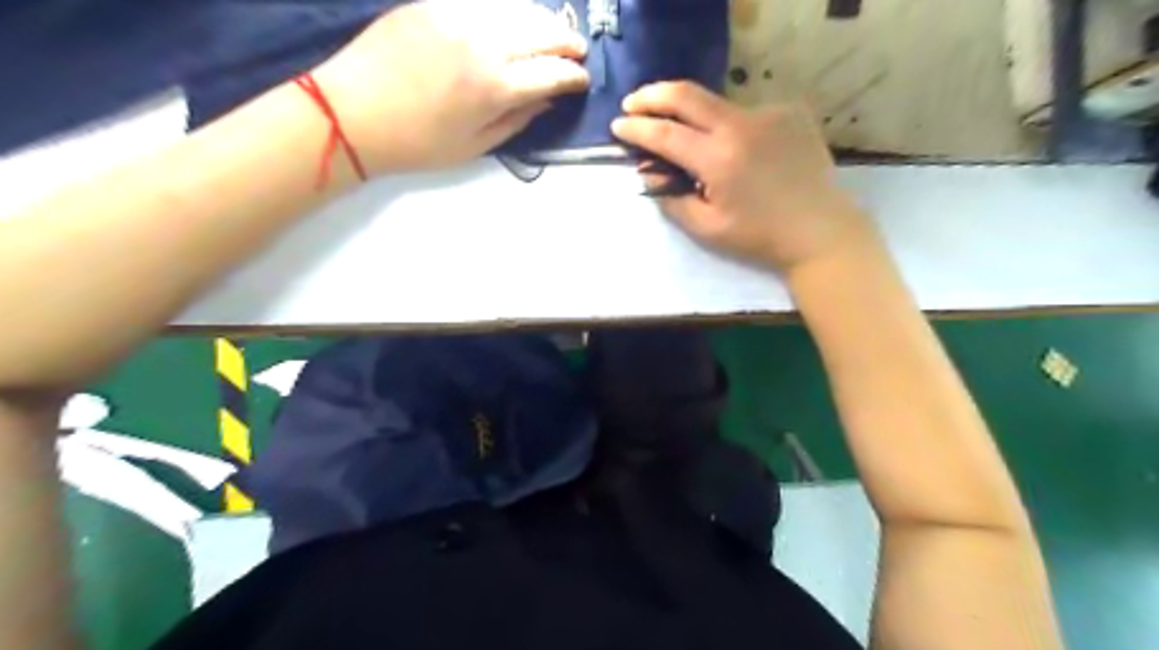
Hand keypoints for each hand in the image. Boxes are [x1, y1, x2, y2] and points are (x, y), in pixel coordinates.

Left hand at [314, 0, 588, 170]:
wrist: (352, 113)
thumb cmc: (417, 143)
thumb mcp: (475, 146)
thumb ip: (517, 120)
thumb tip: (546, 100)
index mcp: (495, 87)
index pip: (552, 74)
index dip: (574, 77)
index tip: (583, 81)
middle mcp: (484, 43)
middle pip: (542, 33)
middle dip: (567, 43)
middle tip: (577, 51)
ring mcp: (458, 15)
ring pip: (517, 9)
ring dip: (542, 21)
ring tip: (552, 33)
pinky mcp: (434, 2)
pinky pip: (486, 0)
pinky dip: (509, 10)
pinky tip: (514, 20)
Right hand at [611, 82, 874, 272]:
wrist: (818, 230)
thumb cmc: (758, 236)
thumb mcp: (706, 228)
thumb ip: (671, 198)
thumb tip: (648, 172)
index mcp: (718, 159)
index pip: (665, 134)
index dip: (637, 128)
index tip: (617, 127)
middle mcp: (741, 126)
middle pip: (686, 95)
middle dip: (652, 96)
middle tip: (633, 103)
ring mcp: (768, 113)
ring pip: (716, 104)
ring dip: (693, 115)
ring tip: (685, 134)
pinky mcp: (789, 112)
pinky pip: (745, 113)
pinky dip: (729, 127)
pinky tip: (736, 148)